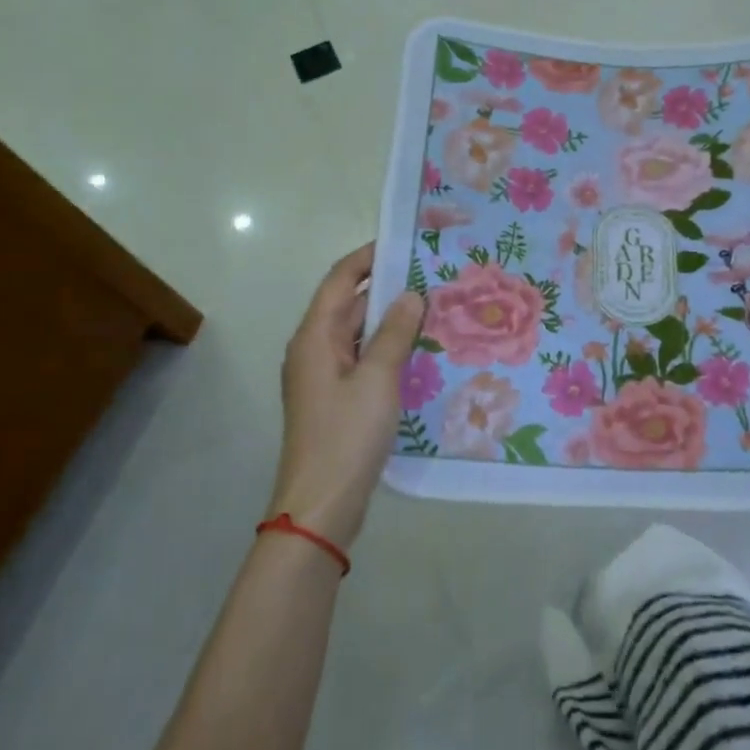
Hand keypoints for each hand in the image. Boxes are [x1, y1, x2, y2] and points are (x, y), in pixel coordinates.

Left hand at [272, 243, 425, 551]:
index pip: (339, 280)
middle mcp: (314, 350)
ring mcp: (324, 377)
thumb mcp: (377, 378)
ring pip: (359, 334)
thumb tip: (411, 295)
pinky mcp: (337, 399)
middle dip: (387, 288)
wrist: (321, 506)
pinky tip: (420, 351)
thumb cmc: (346, 435)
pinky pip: (363, 359)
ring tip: (435, 308)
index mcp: (315, 337)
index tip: (403, 242)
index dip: (367, 257)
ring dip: (391, 320)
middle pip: (349, 305)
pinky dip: (388, 348)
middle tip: (432, 276)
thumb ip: (395, 333)